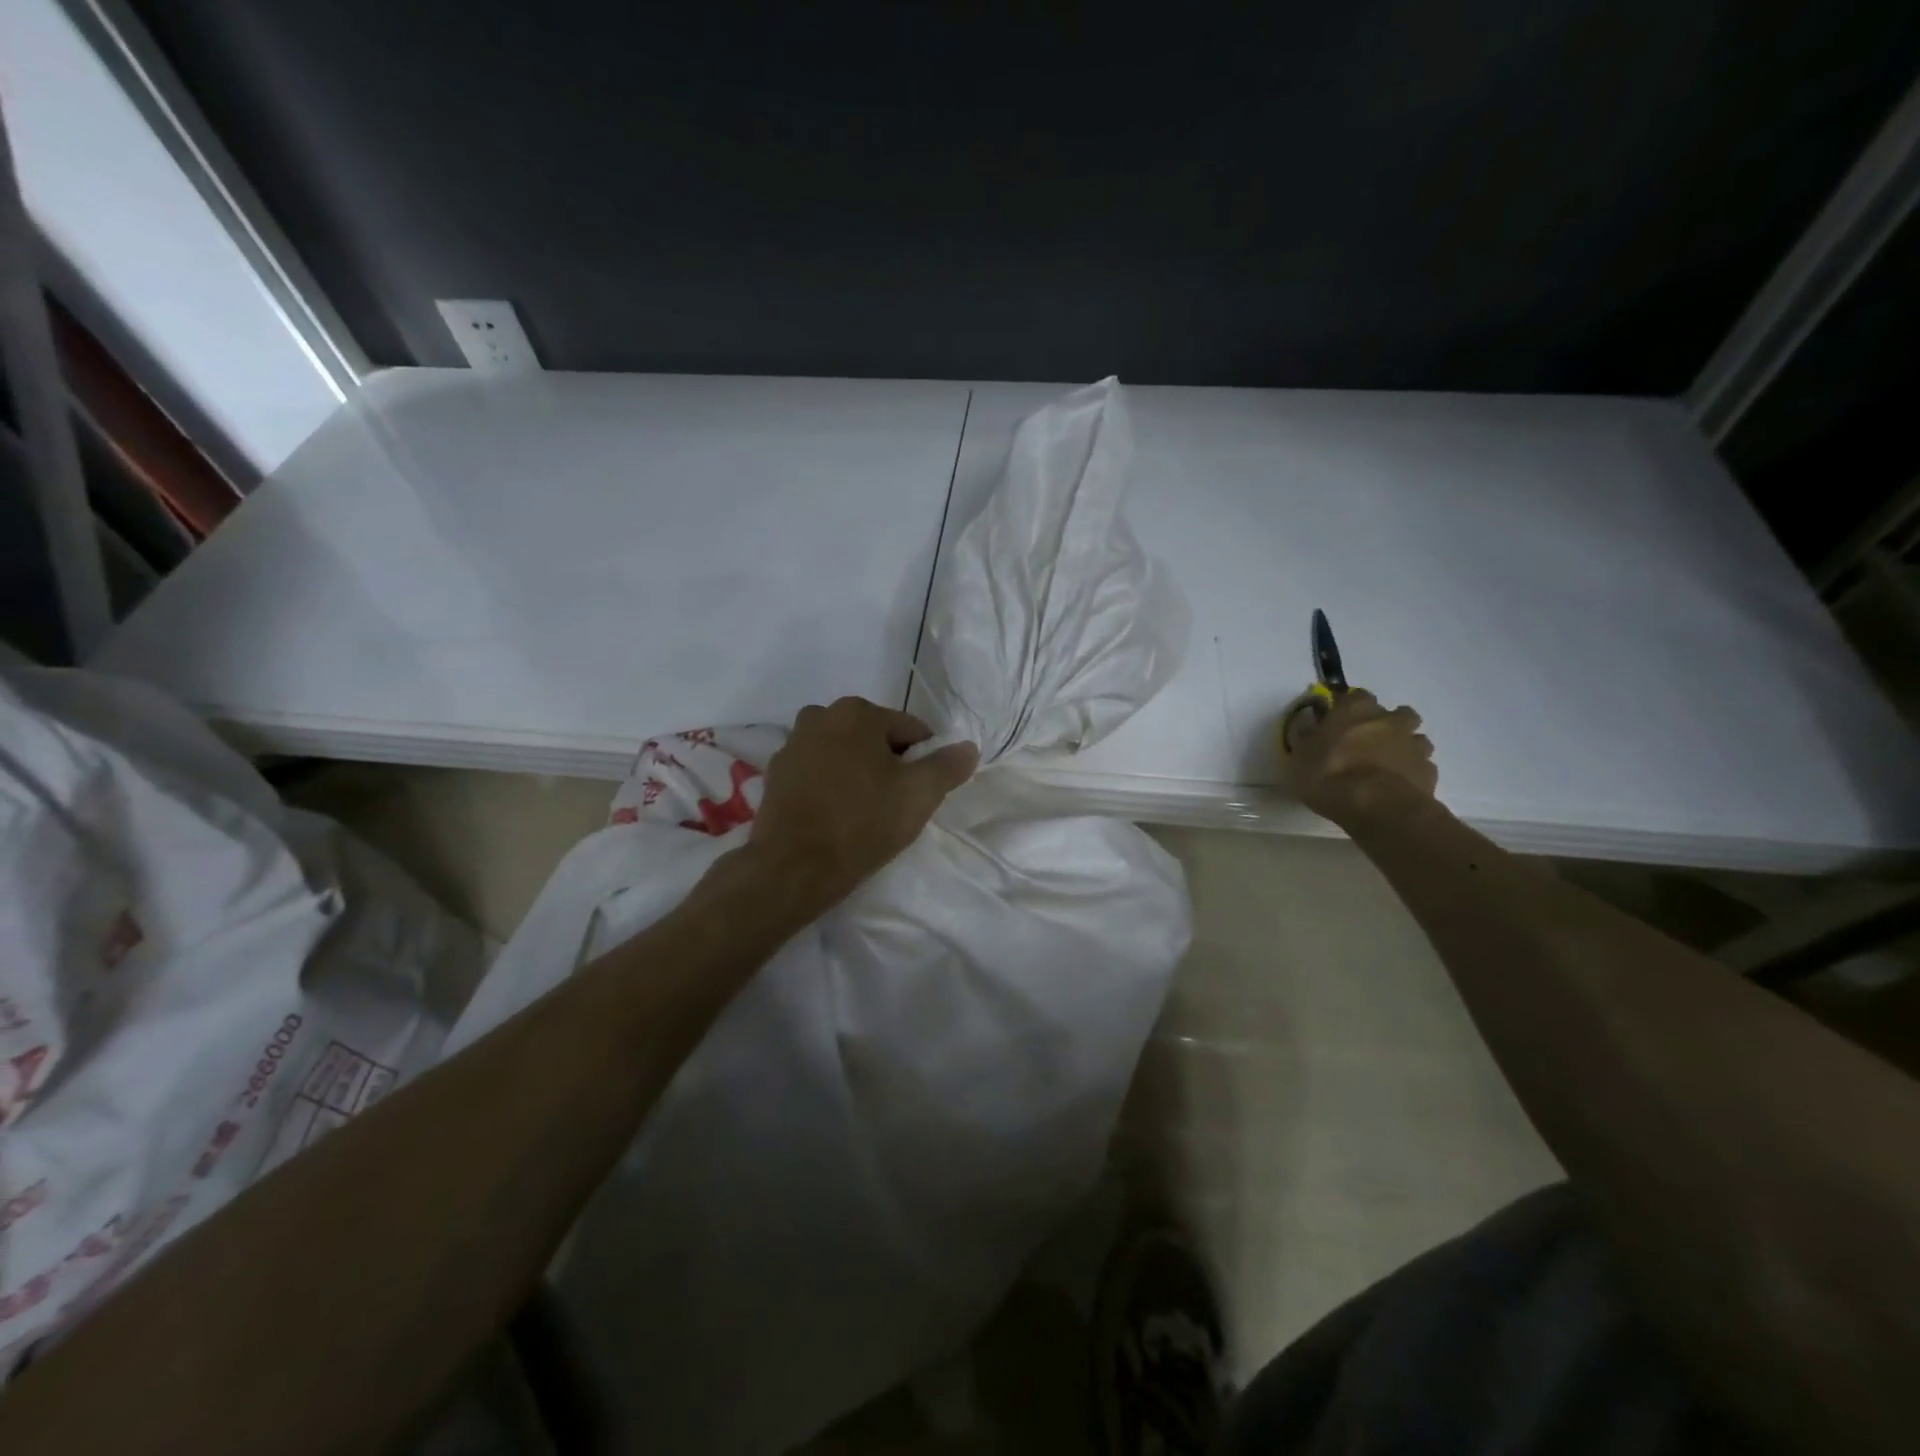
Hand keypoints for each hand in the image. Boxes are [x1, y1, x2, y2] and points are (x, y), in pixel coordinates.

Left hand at [743, 697, 978, 917]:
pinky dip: (830, 786)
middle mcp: (820, 716)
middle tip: (895, 805)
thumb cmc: (862, 823)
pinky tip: (835, 816)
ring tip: (864, 813)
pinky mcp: (775, 774)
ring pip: (844, 754)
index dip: (924, 762)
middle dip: (888, 765)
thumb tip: (968, 747)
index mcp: (857, 712)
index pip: (911, 731)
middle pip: (874, 739)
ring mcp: (792, 744)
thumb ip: (948, 766)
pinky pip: (817, 773)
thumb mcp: (919, 794)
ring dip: (858, 774)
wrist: (793, 867)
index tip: (922, 794)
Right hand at [1290, 689, 1437, 830]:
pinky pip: (1422, 766)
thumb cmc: (1330, 774)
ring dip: (1404, 747)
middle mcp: (1389, 720)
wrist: (1376, 806)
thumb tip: (1308, 726)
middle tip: (1369, 743)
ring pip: (1415, 738)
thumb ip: (1307, 738)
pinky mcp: (1429, 771)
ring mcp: (1414, 744)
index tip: (1339, 721)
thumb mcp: (1300, 756)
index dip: (1348, 707)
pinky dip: (1412, 772)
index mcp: (1356, 709)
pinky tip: (1398, 785)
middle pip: (1396, 713)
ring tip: (1387, 766)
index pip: (1356, 695)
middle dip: (1386, 724)